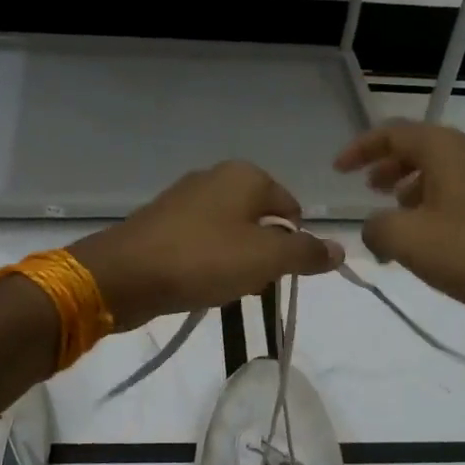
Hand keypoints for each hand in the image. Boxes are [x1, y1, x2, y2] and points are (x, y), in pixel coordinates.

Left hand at [71, 161, 342, 331]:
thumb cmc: (204, 259)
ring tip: (226, 289)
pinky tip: (200, 285)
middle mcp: (215, 178)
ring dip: (237, 263)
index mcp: (245, 176)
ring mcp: (184, 199)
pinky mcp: (161, 223)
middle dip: (264, 255)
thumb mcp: (267, 259)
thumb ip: (307, 253)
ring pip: (230, 234)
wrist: (124, 275)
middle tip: (254, 284)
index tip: (281, 274)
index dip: (294, 243)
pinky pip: (201, 243)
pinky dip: (208, 263)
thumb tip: (340, 250)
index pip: (291, 209)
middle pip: (260, 221)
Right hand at [334, 121, 464, 334]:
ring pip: (441, 176)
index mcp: (448, 152)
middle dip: (389, 166)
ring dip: (410, 191)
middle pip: (422, 150)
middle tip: (367, 188)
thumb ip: (376, 227)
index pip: (396, 133)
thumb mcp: (405, 238)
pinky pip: (457, 201)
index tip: (338, 170)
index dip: (362, 148)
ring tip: (392, 219)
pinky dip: (432, 211)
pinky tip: (424, 245)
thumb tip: (376, 228)